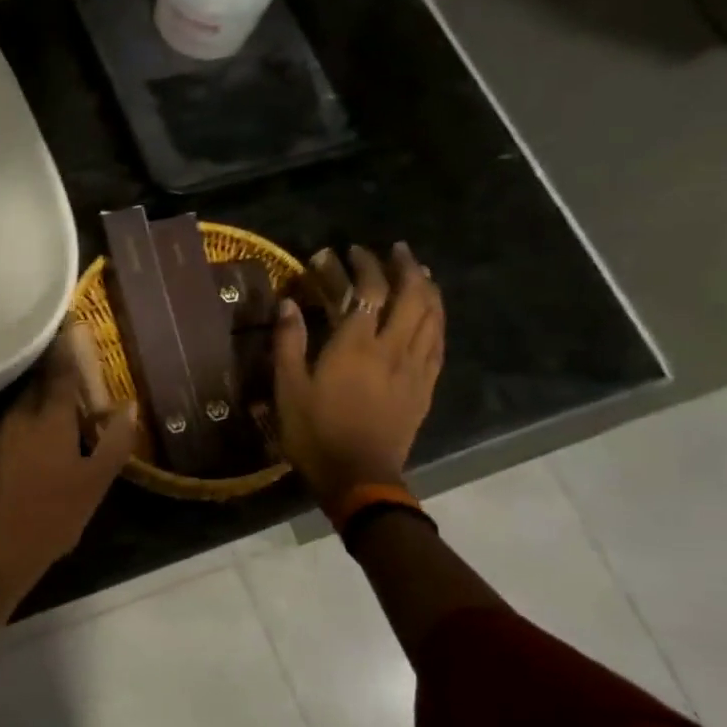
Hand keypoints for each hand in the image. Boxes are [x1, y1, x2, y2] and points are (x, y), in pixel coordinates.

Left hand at [0, 347, 137, 609]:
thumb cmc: (53, 517)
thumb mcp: (95, 483)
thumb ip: (114, 441)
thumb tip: (129, 405)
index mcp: (48, 419)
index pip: (61, 372)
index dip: (69, 348)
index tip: (74, 325)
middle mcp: (18, 418)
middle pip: (38, 385)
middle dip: (54, 373)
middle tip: (73, 369)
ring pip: (22, 406)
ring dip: (40, 399)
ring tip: (59, 403)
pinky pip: (10, 426)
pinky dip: (26, 421)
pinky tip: (36, 438)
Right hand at [273, 243, 443, 509]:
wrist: (358, 475)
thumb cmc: (315, 433)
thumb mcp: (288, 389)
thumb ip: (288, 343)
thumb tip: (288, 304)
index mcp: (356, 345)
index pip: (368, 291)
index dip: (362, 265)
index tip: (351, 251)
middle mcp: (393, 347)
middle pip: (411, 295)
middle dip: (404, 267)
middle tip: (394, 251)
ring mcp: (415, 366)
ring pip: (432, 315)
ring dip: (427, 287)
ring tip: (419, 272)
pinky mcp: (426, 386)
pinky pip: (439, 342)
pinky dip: (437, 318)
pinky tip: (432, 314)